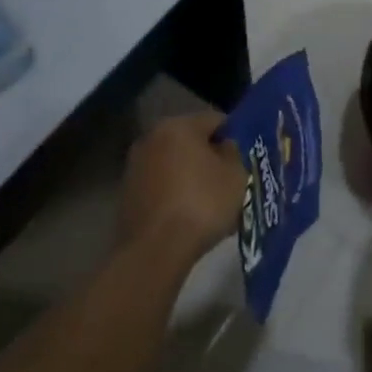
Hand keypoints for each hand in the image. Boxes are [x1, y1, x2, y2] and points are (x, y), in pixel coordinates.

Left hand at [119, 113, 248, 268]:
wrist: (155, 251)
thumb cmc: (202, 203)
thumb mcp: (235, 175)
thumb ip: (234, 152)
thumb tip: (224, 146)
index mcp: (178, 125)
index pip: (215, 120)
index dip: (235, 136)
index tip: (245, 157)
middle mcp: (151, 138)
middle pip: (191, 141)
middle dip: (210, 157)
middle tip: (229, 179)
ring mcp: (135, 167)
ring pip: (174, 165)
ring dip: (191, 176)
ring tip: (210, 202)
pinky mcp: (127, 195)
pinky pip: (161, 186)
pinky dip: (175, 194)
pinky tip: (189, 215)